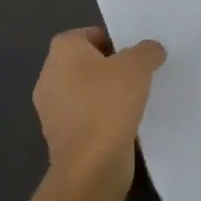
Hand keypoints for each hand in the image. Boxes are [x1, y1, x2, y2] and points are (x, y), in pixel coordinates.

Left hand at [32, 27, 164, 196]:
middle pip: (86, 62)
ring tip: (134, 100)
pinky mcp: (59, 137)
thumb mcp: (138, 65)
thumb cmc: (109, 103)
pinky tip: (123, 123)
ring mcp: (50, 109)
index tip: (133, 56)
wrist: (90, 165)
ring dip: (106, 94)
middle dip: (110, 68)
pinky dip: (101, 117)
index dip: (113, 41)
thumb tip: (151, 51)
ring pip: (85, 91)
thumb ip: (147, 51)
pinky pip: (84, 116)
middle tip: (137, 75)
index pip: (89, 34)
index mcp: (62, 51)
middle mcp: (49, 76)